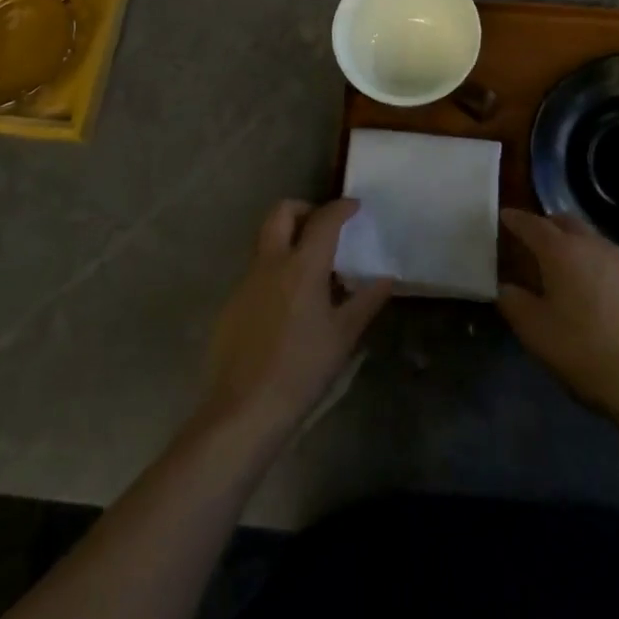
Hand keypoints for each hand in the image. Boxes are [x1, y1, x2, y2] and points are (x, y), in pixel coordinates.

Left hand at [201, 199, 391, 443]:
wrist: (243, 412)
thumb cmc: (302, 370)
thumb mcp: (343, 337)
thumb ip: (366, 301)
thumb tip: (387, 278)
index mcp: (302, 265)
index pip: (324, 219)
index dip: (341, 208)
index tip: (355, 206)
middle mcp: (271, 263)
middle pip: (282, 212)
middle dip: (304, 209)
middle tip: (322, 227)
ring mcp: (246, 282)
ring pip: (266, 241)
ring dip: (287, 240)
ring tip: (309, 270)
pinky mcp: (231, 304)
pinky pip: (256, 272)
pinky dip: (274, 272)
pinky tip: (287, 305)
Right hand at [497, 209, 618, 431]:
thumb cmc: (586, 354)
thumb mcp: (537, 334)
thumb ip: (514, 303)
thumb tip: (505, 287)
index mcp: (562, 252)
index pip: (532, 224)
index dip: (515, 219)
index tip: (504, 215)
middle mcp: (592, 246)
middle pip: (565, 222)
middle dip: (547, 225)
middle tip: (533, 238)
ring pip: (591, 239)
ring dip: (573, 243)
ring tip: (563, 265)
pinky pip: (611, 261)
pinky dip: (595, 264)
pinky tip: (595, 291)